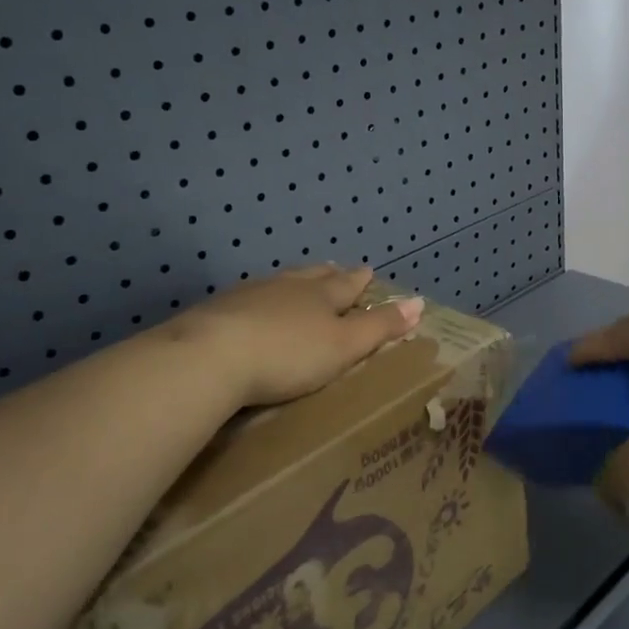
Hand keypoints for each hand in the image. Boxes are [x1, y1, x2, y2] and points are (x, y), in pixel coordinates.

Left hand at [174, 266, 423, 408]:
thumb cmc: (289, 354)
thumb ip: (380, 326)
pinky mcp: (216, 312)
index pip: (348, 283)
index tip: (369, 272)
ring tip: (299, 285)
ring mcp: (248, 296)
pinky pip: (248, 300)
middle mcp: (287, 287)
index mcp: (322, 294)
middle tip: (337, 270)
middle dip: (329, 274)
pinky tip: (253, 310)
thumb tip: (419, 302)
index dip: (361, 281)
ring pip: (279, 284)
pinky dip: (260, 302)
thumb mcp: (345, 345)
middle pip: (313, 276)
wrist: (209, 358)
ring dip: (293, 285)